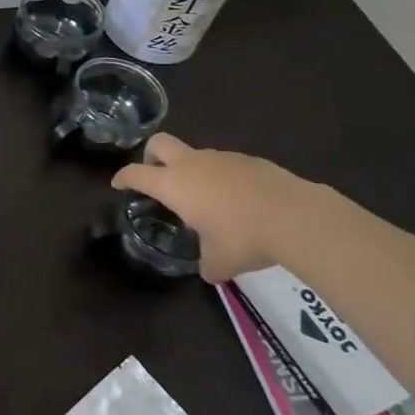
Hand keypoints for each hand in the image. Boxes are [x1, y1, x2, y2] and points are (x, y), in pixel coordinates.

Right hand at [111, 134, 304, 282]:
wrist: (296, 216)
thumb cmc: (243, 238)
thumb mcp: (219, 261)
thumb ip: (207, 263)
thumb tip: (209, 271)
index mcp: (174, 185)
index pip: (136, 173)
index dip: (123, 177)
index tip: (118, 184)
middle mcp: (192, 164)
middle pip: (159, 143)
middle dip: (151, 156)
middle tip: (156, 175)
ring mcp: (223, 158)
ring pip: (196, 154)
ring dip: (193, 170)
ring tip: (206, 199)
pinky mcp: (251, 160)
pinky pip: (226, 164)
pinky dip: (224, 178)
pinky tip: (239, 201)